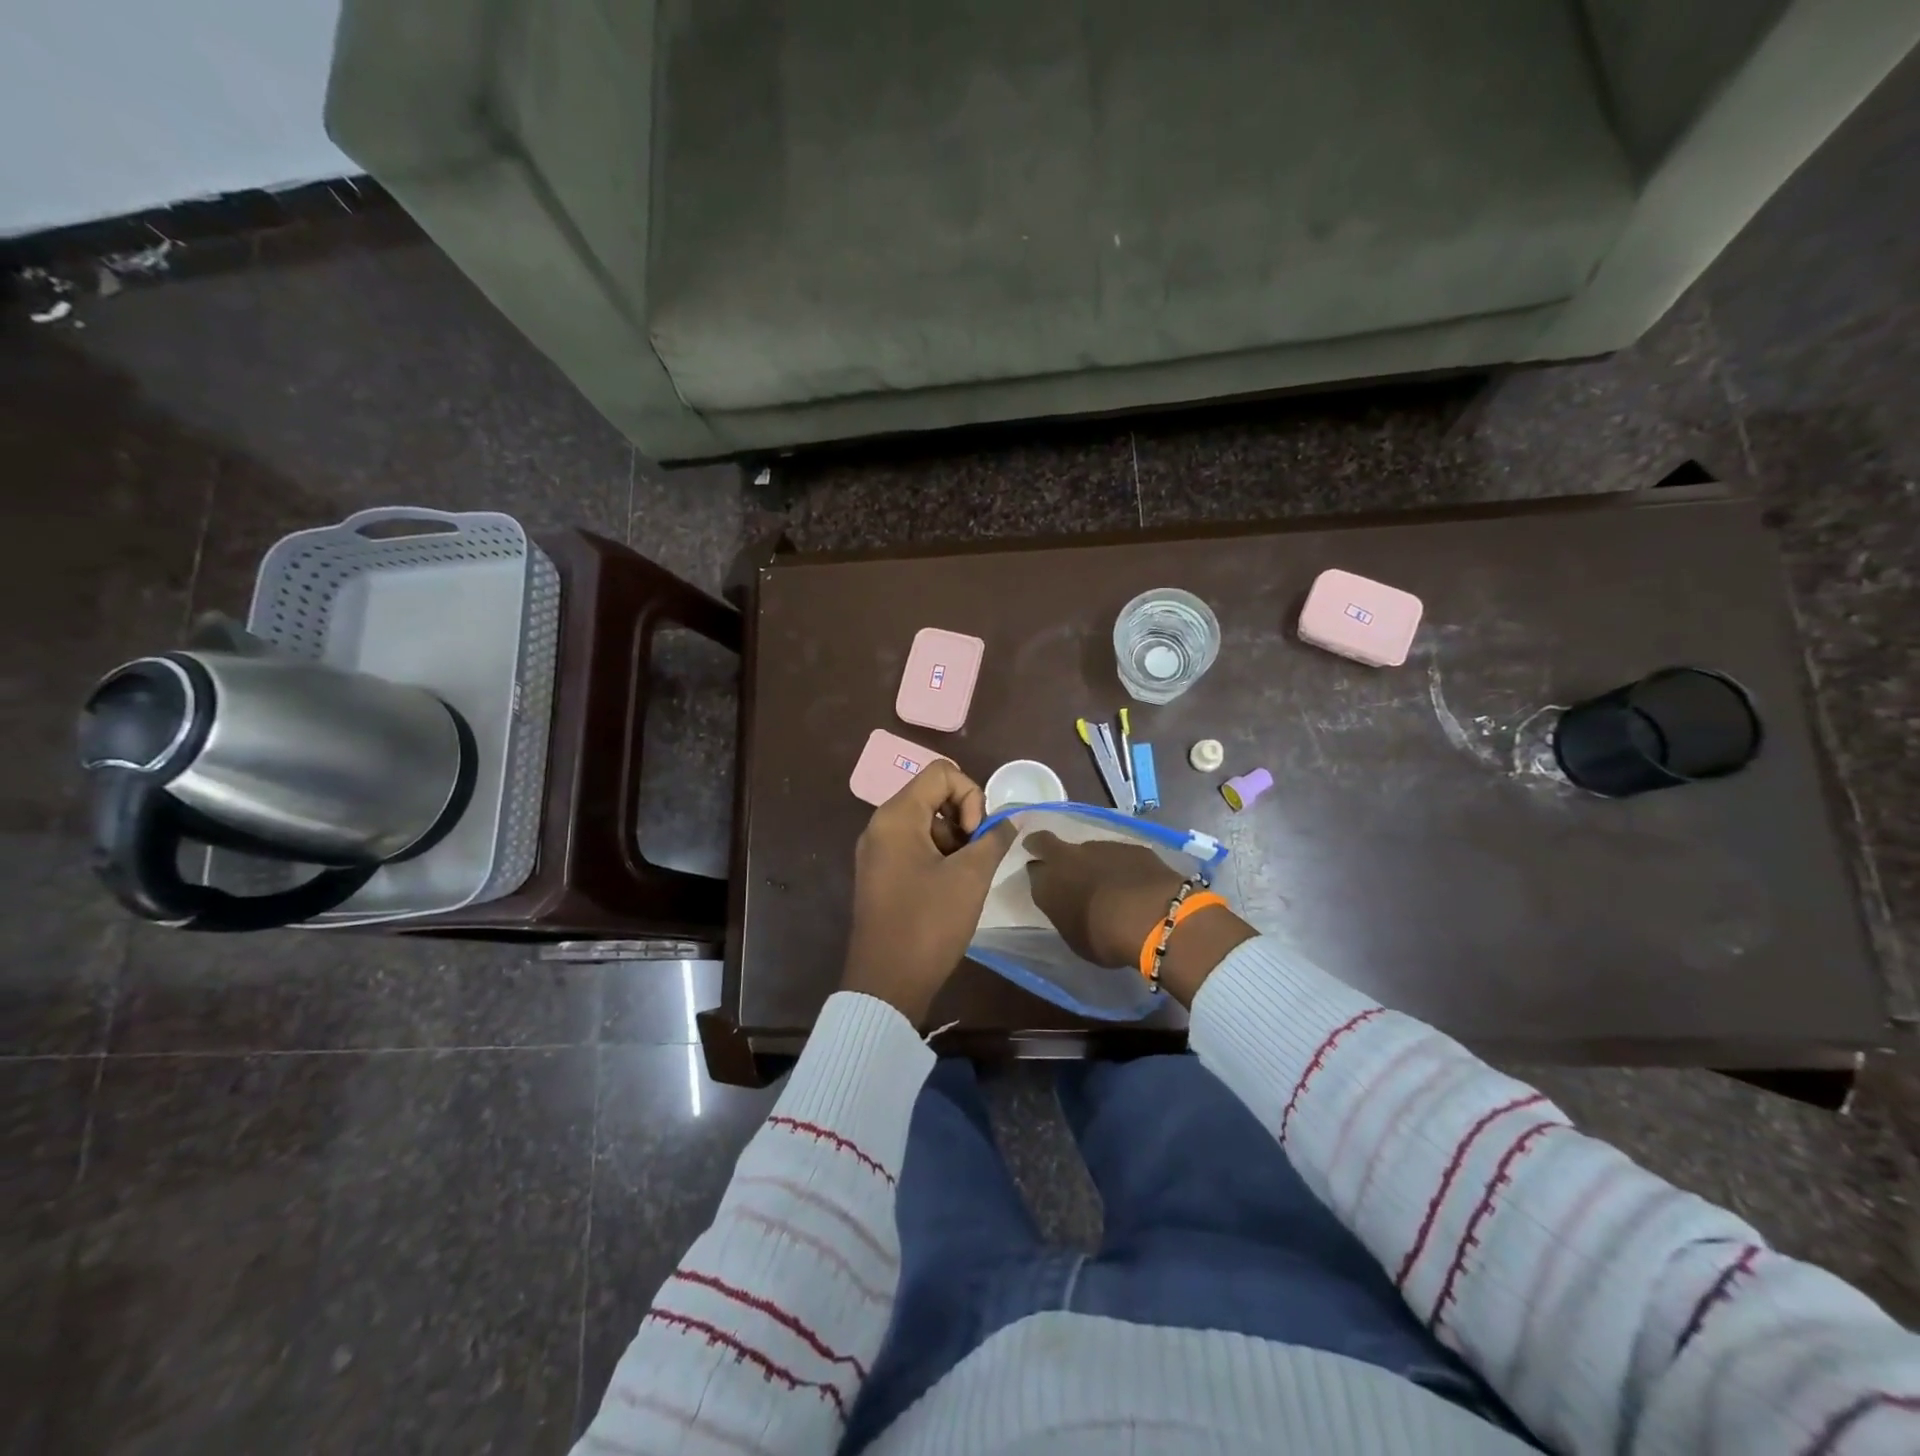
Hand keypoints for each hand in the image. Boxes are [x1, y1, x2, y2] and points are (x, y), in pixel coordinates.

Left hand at [841, 761, 1017, 1021]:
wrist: (886, 983)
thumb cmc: (928, 923)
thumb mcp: (971, 877)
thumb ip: (994, 839)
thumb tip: (1012, 819)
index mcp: (896, 816)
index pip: (942, 773)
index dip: (971, 796)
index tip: (976, 837)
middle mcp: (880, 825)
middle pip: (932, 795)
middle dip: (964, 819)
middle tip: (977, 857)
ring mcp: (877, 851)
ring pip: (926, 823)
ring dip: (954, 841)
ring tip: (966, 878)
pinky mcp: (880, 874)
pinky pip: (914, 847)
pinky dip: (939, 857)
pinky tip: (951, 889)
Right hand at [1024, 831, 1254, 1005]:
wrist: (1150, 916)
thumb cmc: (1104, 938)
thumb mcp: (1074, 936)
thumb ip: (1066, 913)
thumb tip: (1070, 905)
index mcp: (1047, 883)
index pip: (1032, 870)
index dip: (1038, 873)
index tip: (1043, 879)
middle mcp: (1067, 858)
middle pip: (1045, 841)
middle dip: (1044, 845)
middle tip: (1053, 857)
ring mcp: (1100, 846)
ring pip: (1086, 849)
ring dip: (1092, 861)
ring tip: (1107, 882)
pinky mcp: (1130, 846)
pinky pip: (1118, 854)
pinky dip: (1121, 865)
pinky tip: (1133, 882)